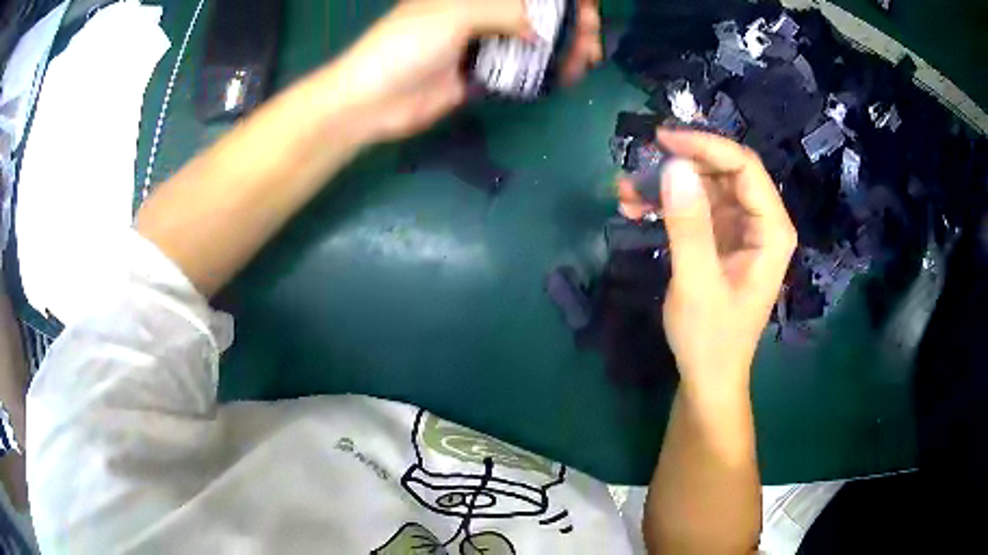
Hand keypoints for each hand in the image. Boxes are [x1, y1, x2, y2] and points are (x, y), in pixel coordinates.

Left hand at [327, 0, 601, 141]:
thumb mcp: (454, 16)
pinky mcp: (480, 75)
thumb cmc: (404, 47)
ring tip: (586, 59)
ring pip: (531, 41)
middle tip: (591, 39)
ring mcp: (480, 45)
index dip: (557, 0)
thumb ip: (503, 13)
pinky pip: (519, 69)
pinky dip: (543, 71)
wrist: (372, 102)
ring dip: (562, 48)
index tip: (586, 8)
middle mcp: (478, 14)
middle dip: (568, 23)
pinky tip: (564, 74)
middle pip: (533, 14)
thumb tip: (543, 28)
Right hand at [618, 130, 796, 395]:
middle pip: (724, 172)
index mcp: (771, 230)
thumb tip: (674, 166)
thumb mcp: (697, 283)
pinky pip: (695, 209)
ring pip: (705, 187)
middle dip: (681, 166)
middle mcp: (761, 223)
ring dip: (667, 186)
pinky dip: (667, 206)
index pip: (744, 167)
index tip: (662, 140)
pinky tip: (635, 210)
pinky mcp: (721, 240)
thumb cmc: (710, 339)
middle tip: (638, 168)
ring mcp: (740, 231)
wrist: (707, 377)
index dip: (705, 146)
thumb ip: (688, 225)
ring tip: (626, 193)